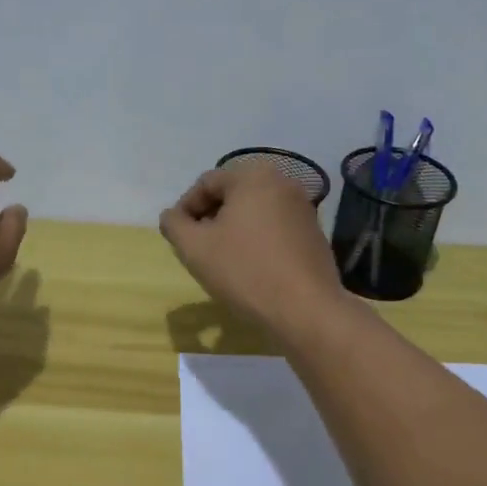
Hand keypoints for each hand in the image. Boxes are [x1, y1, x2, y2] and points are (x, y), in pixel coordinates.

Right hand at [160, 164, 344, 329]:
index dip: (185, 210)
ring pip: (254, 211)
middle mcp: (283, 181)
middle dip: (210, 219)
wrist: (306, 310)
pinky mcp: (314, 232)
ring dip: (232, 230)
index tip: (177, 238)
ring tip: (221, 260)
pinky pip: (274, 227)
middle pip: (232, 194)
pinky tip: (250, 267)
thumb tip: (172, 216)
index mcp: (253, 176)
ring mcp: (303, 207)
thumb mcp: (195, 248)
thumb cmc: (245, 271)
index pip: (206, 184)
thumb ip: (174, 224)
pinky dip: (256, 239)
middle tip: (197, 248)